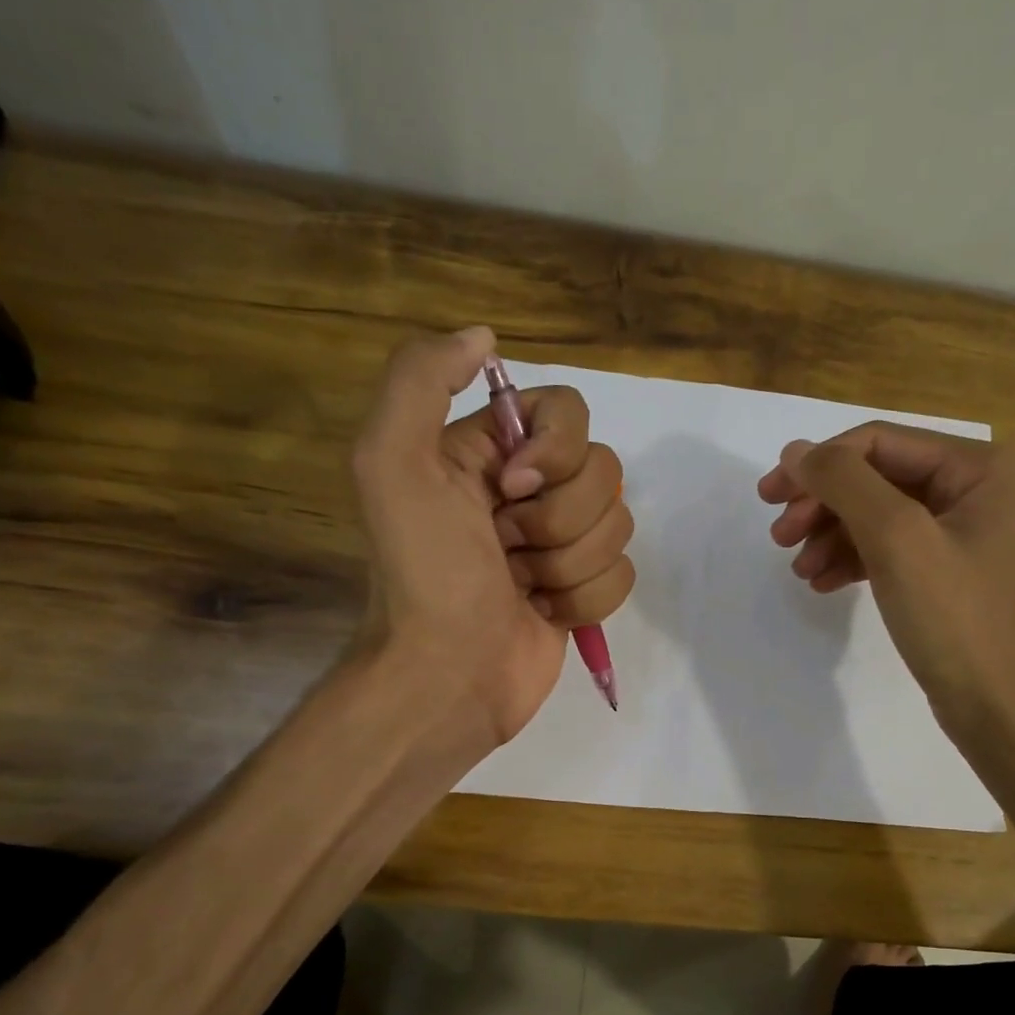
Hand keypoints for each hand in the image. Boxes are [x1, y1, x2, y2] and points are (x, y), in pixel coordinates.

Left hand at [352, 327, 634, 750]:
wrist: (447, 676)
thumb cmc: (424, 574)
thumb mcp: (392, 463)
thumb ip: (422, 379)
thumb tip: (486, 337)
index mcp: (488, 452)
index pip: (568, 412)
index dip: (555, 451)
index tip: (511, 490)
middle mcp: (528, 490)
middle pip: (602, 471)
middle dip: (558, 520)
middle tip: (506, 550)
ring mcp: (559, 544)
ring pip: (618, 525)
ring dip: (567, 564)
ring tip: (521, 588)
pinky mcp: (582, 590)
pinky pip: (623, 574)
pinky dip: (584, 599)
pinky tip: (542, 613)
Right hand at [757, 423, 1014, 740]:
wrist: (997, 706)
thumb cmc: (954, 616)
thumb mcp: (896, 539)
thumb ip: (844, 484)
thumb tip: (796, 451)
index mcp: (978, 466)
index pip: (879, 442)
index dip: (819, 464)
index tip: (770, 497)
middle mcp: (973, 488)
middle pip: (875, 478)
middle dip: (823, 504)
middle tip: (778, 536)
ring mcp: (959, 531)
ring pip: (875, 515)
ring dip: (830, 536)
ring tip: (800, 569)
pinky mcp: (943, 570)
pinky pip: (886, 548)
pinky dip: (850, 559)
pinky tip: (823, 582)